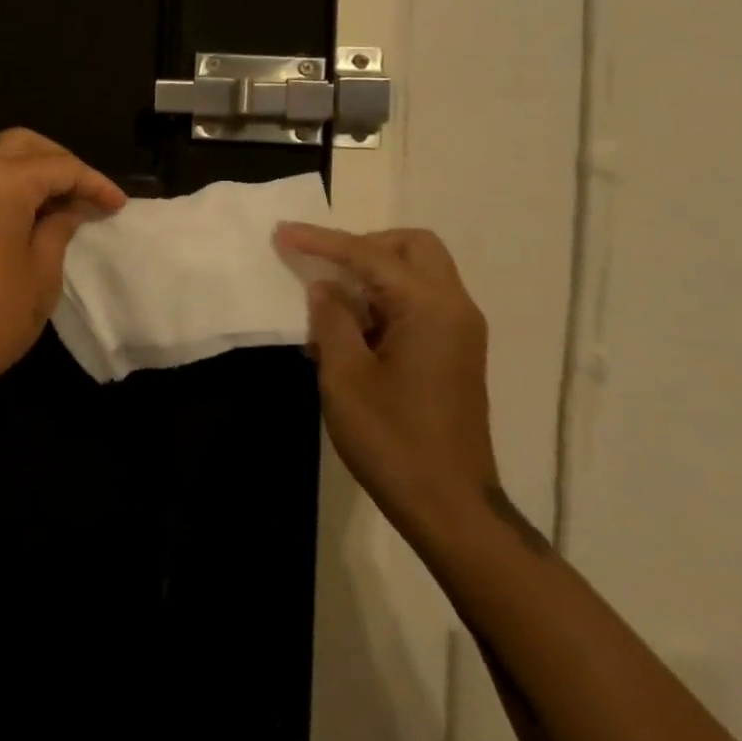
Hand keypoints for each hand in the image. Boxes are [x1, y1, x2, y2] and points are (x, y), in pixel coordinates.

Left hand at [0, 128, 127, 401]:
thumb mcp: (40, 274)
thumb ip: (59, 228)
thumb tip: (70, 208)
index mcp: (1, 178)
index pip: (61, 167)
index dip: (94, 184)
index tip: (118, 205)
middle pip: (24, 145)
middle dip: (61, 163)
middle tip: (87, 193)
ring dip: (31, 169)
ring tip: (61, 201)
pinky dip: (5, 182)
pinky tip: (26, 210)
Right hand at [274, 223, 497, 543]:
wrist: (451, 507)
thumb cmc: (393, 441)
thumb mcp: (345, 377)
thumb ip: (332, 319)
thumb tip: (324, 287)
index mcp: (429, 308)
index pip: (369, 255)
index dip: (322, 241)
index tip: (282, 232)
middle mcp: (454, 308)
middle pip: (411, 247)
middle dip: (363, 246)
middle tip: (323, 266)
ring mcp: (459, 330)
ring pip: (417, 273)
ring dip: (372, 275)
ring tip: (328, 305)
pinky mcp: (455, 352)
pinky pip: (418, 302)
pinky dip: (384, 301)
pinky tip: (349, 331)